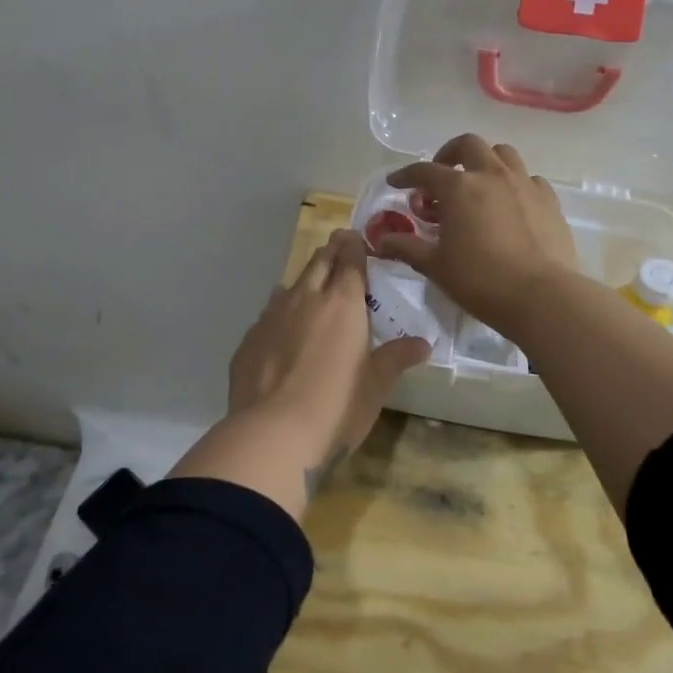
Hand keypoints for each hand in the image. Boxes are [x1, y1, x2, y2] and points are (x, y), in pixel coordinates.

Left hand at [227, 228, 430, 473]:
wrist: (272, 433)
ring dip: (305, 281)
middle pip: (319, 262)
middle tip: (339, 247)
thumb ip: (397, 358)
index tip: (357, 238)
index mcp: (343, 304)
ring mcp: (271, 316)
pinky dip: (280, 312)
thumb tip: (423, 343)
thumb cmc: (337, 407)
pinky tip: (282, 328)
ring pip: (290, 285)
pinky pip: (268, 314)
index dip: (355, 246)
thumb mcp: (376, 385)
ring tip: (312, 286)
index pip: (350, 260)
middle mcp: (306, 299)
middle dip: (331, 252)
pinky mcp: (249, 339)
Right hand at [376, 134, 583, 336]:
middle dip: (450, 154)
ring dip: (485, 161)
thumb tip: (380, 241)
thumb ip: (407, 248)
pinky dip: (514, 183)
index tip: (396, 183)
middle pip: (468, 145)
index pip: (424, 170)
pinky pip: (529, 178)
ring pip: (503, 154)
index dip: (406, 175)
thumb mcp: (436, 266)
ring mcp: (524, 184)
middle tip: (442, 176)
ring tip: (478, 184)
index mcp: (459, 187)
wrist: (542, 296)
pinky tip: (510, 204)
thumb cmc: (480, 280)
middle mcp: (491, 175)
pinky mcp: (549, 200)